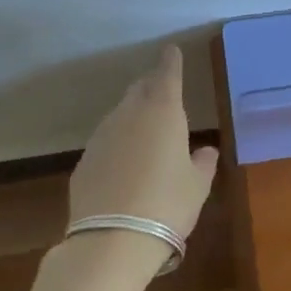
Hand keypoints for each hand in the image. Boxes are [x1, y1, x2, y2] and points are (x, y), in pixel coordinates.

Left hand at [70, 44, 217, 239]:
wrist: (112, 241)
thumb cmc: (167, 204)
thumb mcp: (197, 185)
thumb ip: (203, 162)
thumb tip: (205, 150)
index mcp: (163, 111)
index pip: (167, 74)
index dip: (171, 61)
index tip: (171, 50)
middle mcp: (129, 114)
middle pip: (140, 89)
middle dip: (151, 86)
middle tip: (163, 91)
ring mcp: (102, 136)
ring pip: (120, 114)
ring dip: (133, 115)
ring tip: (146, 132)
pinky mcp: (84, 161)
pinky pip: (106, 141)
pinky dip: (118, 143)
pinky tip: (125, 164)